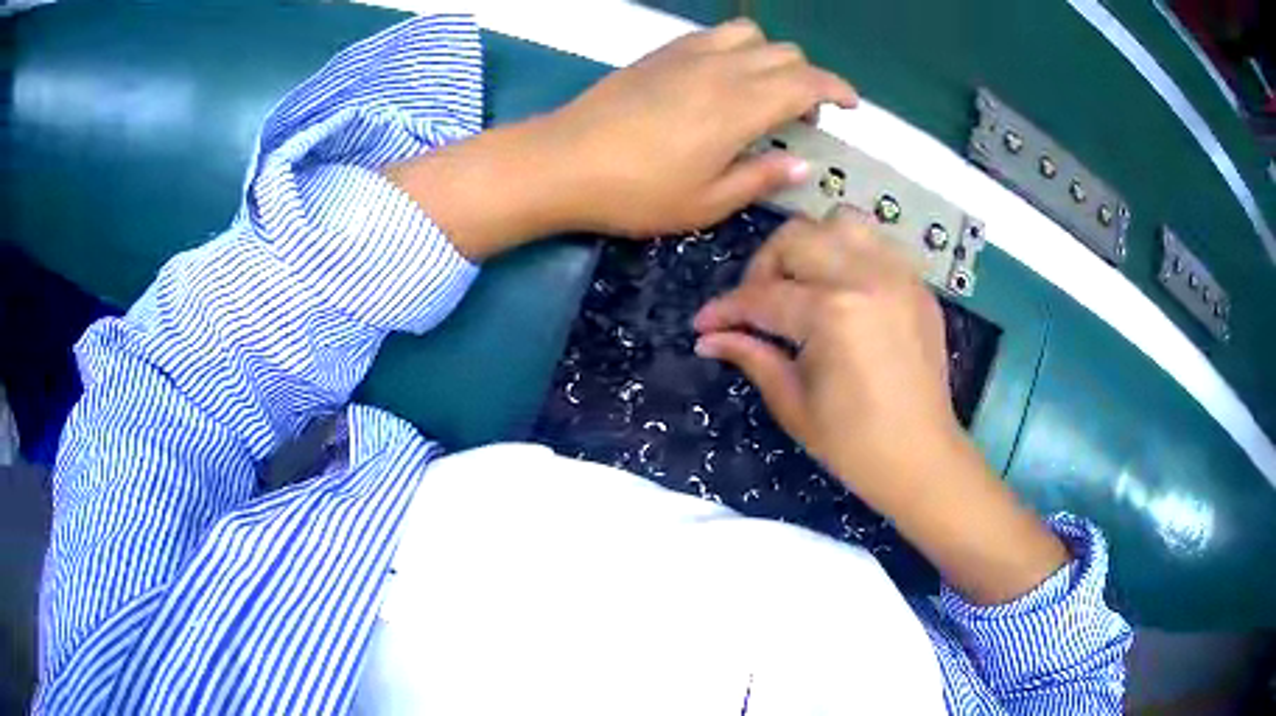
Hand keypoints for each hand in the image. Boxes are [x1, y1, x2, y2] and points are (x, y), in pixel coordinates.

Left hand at [542, 18, 856, 235]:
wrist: (563, 161)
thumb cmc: (637, 192)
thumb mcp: (707, 202)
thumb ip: (760, 178)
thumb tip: (800, 165)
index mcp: (742, 106)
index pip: (808, 82)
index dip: (838, 90)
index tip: (851, 106)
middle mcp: (723, 68)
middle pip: (786, 53)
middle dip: (808, 79)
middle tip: (801, 116)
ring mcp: (689, 55)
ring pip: (751, 35)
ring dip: (771, 57)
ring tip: (762, 90)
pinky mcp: (662, 53)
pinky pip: (714, 36)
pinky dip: (735, 49)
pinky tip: (722, 78)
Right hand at [694, 211, 1069, 604]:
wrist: (921, 457)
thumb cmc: (854, 444)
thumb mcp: (793, 404)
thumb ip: (752, 356)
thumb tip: (710, 338)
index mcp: (832, 314)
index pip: (764, 296)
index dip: (727, 310)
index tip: (704, 323)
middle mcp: (866, 278)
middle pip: (796, 238)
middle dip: (764, 268)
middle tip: (756, 305)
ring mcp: (898, 276)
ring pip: (840, 222)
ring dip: (810, 246)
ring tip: (801, 284)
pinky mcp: (917, 284)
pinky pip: (876, 243)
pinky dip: (849, 253)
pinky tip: (840, 289)